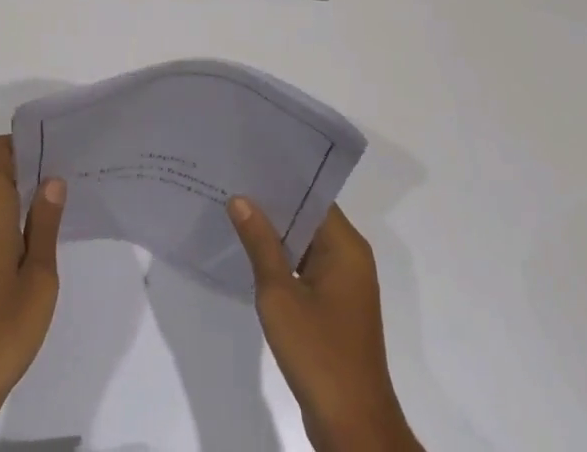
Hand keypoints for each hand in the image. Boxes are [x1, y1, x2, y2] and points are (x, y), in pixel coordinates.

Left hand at [0, 135, 66, 451]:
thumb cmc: (3, 327)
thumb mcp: (39, 276)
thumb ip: (45, 224)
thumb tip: (52, 177)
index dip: (22, 139)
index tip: (54, 138)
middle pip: (1, 171)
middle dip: (33, 161)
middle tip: (71, 161)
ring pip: (2, 198)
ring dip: (30, 190)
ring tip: (67, 191)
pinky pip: (1, 222)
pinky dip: (23, 216)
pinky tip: (48, 231)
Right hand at [228, 197, 423, 451]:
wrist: (353, 429)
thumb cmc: (319, 354)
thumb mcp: (280, 295)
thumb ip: (260, 244)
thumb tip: (240, 199)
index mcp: (346, 246)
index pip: (311, 195)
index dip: (280, 179)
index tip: (247, 162)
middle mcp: (350, 257)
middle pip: (308, 217)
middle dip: (272, 205)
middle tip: (232, 182)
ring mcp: (345, 285)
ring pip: (305, 243)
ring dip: (275, 234)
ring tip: (234, 211)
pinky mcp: (336, 308)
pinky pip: (306, 268)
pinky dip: (282, 261)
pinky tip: (251, 255)